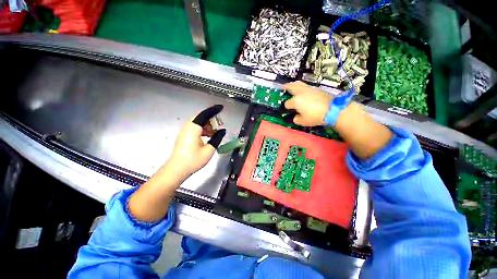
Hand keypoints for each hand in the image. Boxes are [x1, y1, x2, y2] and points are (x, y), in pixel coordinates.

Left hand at [162, 105, 225, 179]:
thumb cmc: (193, 160)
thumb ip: (217, 138)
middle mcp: (188, 127)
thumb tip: (222, 131)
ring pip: (198, 123)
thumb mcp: (209, 150)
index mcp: (193, 128)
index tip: (221, 108)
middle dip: (212, 119)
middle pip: (201, 118)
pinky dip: (203, 129)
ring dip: (208, 125)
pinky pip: (195, 128)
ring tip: (215, 132)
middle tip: (220, 125)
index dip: (214, 110)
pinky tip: (208, 136)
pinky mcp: (184, 136)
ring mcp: (185, 131)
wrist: (176, 170)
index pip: (204, 114)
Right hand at [282, 81, 332, 126]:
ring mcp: (309, 89)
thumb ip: (296, 119)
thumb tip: (296, 116)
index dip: (287, 107)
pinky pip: (305, 86)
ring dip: (293, 84)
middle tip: (282, 87)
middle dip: (285, 87)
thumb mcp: (303, 122)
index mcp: (296, 101)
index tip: (289, 110)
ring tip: (290, 86)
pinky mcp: (316, 89)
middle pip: (291, 86)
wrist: (333, 109)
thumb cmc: (316, 116)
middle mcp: (300, 93)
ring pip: (298, 84)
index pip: (287, 103)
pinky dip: (301, 87)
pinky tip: (301, 91)